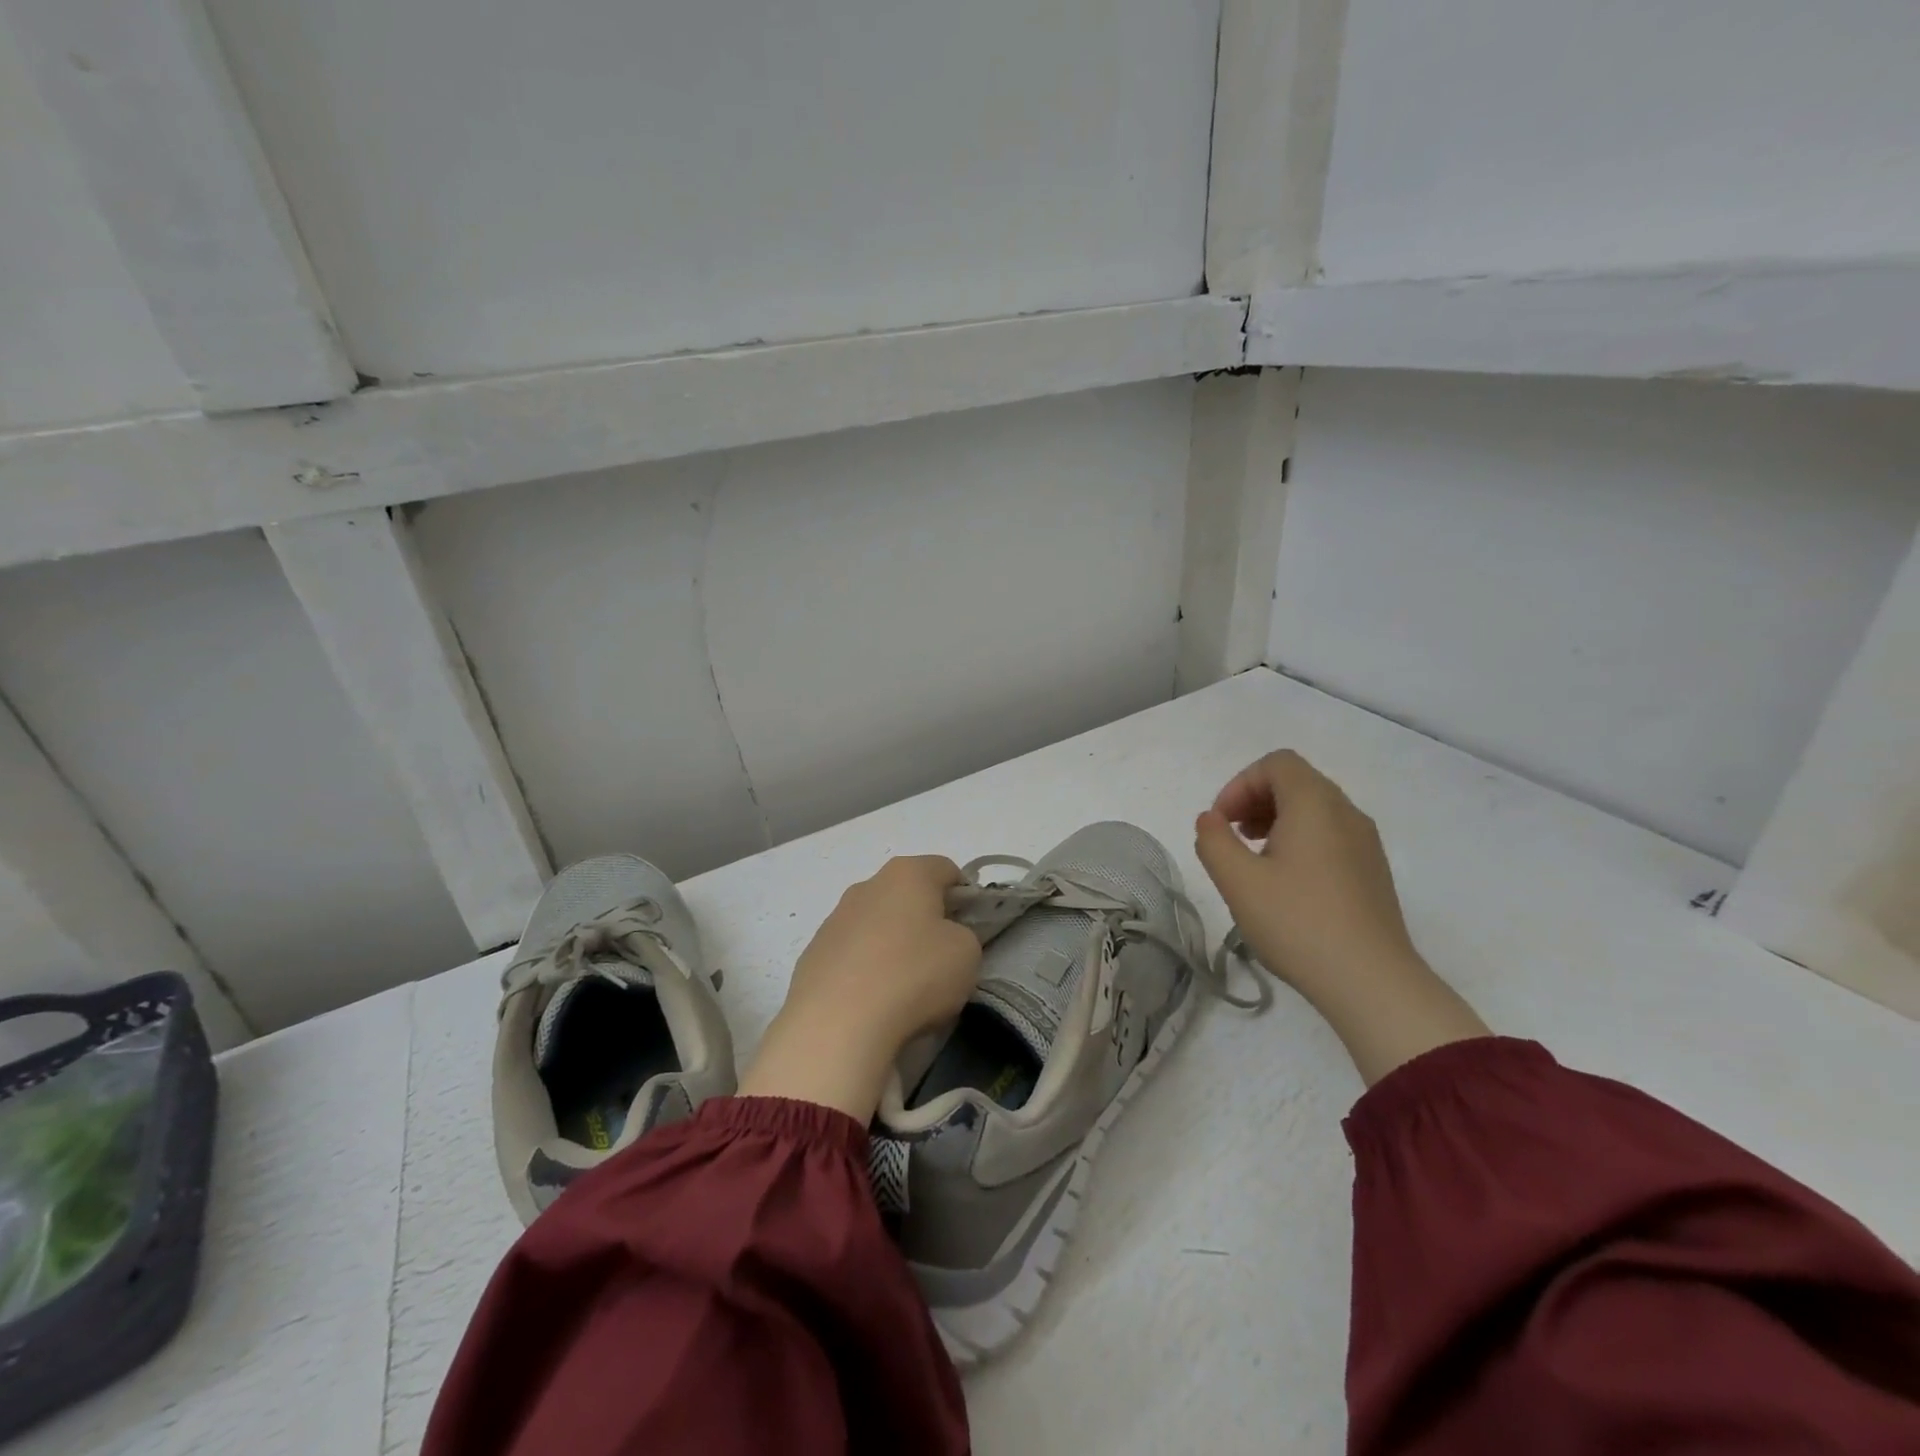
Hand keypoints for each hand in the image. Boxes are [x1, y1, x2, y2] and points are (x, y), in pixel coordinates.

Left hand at [740, 856, 981, 1120]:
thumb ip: (963, 935)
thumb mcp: (967, 953)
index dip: (965, 896)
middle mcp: (867, 885)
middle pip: (907, 895)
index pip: (946, 870)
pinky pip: (851, 955)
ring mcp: (834, 919)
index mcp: (907, 874)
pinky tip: (872, 1003)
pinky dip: (865, 971)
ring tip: (903, 990)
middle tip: (940, 960)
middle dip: (926, 921)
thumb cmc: (914, 975)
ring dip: (892, 946)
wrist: (837, 1023)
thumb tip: (942, 939)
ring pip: (876, 925)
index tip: (972, 929)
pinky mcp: (813, 954)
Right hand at [1194, 750, 1487, 1084]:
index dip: (1240, 784)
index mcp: (1315, 804)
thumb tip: (1211, 820)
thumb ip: (1213, 841)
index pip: (1277, 764)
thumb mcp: (1238, 881)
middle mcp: (1347, 813)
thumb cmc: (1298, 923)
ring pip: (1315, 809)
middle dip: (1255, 800)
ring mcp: (1366, 843)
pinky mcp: (1373, 872)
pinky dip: (1300, 840)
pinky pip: (1331, 835)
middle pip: (1297, 781)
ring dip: (1276, 820)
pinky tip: (1285, 883)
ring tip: (1253, 860)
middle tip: (1230, 837)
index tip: (1220, 822)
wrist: (1372, 982)